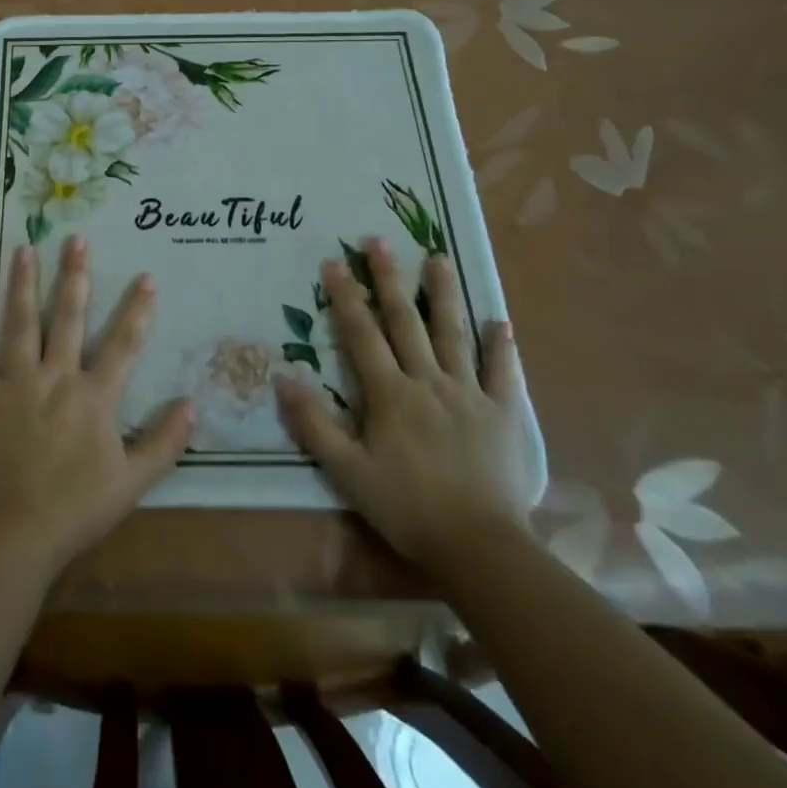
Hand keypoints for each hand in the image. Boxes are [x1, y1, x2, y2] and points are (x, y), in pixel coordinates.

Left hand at [0, 236, 193, 572]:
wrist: (15, 532)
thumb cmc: (77, 507)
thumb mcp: (134, 481)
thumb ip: (165, 441)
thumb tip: (193, 403)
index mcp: (94, 395)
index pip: (123, 343)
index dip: (137, 309)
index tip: (146, 277)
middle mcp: (55, 376)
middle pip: (67, 317)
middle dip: (75, 276)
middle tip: (76, 239)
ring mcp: (15, 383)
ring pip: (19, 324)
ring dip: (23, 285)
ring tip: (24, 250)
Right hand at [276, 240, 536, 571]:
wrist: (479, 545)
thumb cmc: (406, 507)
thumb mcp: (347, 472)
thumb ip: (314, 425)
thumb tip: (282, 379)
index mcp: (390, 394)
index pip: (362, 335)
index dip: (346, 297)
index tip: (334, 262)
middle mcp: (429, 381)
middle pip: (406, 322)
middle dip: (389, 280)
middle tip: (379, 241)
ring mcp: (470, 394)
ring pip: (454, 334)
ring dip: (444, 294)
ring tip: (438, 258)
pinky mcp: (504, 413)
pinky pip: (503, 372)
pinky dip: (501, 346)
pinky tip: (499, 321)